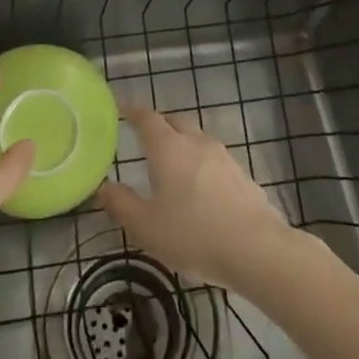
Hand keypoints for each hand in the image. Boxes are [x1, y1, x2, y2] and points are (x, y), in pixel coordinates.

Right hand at [97, 106, 296, 289]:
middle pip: (174, 121)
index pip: (147, 117)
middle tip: (144, 138)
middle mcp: (195, 142)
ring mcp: (222, 156)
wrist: (256, 248)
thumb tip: (103, 187)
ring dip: (181, 144)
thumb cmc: (193, 234)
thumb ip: (121, 204)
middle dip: (158, 124)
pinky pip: (213, 159)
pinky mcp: (241, 174)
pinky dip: (200, 164)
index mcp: (167, 147)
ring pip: (196, 138)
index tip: (121, 109)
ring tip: (171, 165)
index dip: (132, 111)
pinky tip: (199, 189)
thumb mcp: (146, 227)